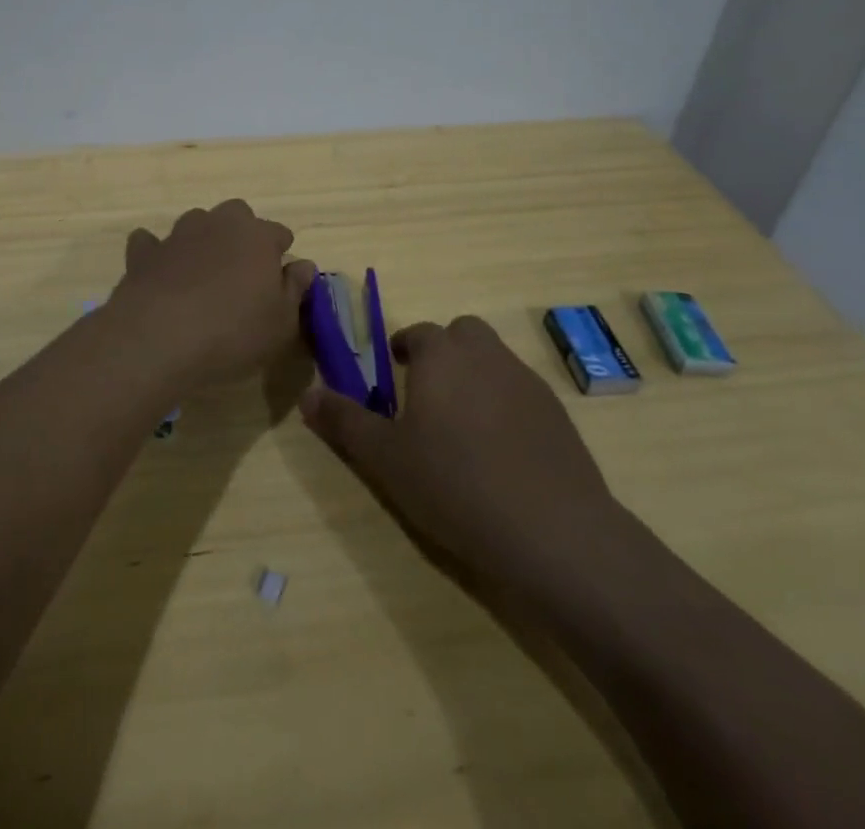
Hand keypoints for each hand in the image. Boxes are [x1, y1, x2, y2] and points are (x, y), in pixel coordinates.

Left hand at [109, 199, 315, 386]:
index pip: (278, 232)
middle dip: (241, 233)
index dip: (280, 252)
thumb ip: (295, 289)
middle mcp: (218, 224)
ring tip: (203, 272)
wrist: (159, 338)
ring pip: (196, 222)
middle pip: (236, 214)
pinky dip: (157, 253)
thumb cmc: (233, 332)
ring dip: (202, 239)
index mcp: (257, 236)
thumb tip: (303, 265)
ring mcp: (178, 235)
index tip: (279, 276)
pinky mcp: (144, 253)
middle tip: (242, 269)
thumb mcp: (281, 323)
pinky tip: (159, 272)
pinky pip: (150, 242)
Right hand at [300, 315, 618, 587]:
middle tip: (428, 395)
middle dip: (444, 352)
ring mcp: (527, 381)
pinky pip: (522, 392)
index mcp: (441, 356)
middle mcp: (485, 355)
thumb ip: (344, 421)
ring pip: (494, 360)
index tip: (394, 374)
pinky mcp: (558, 413)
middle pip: (462, 334)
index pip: (417, 333)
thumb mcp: (385, 459)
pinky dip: (507, 405)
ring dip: (476, 376)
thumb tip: (306, 395)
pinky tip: (501, 451)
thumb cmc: (455, 485)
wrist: (553, 531)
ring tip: (462, 426)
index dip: (403, 349)